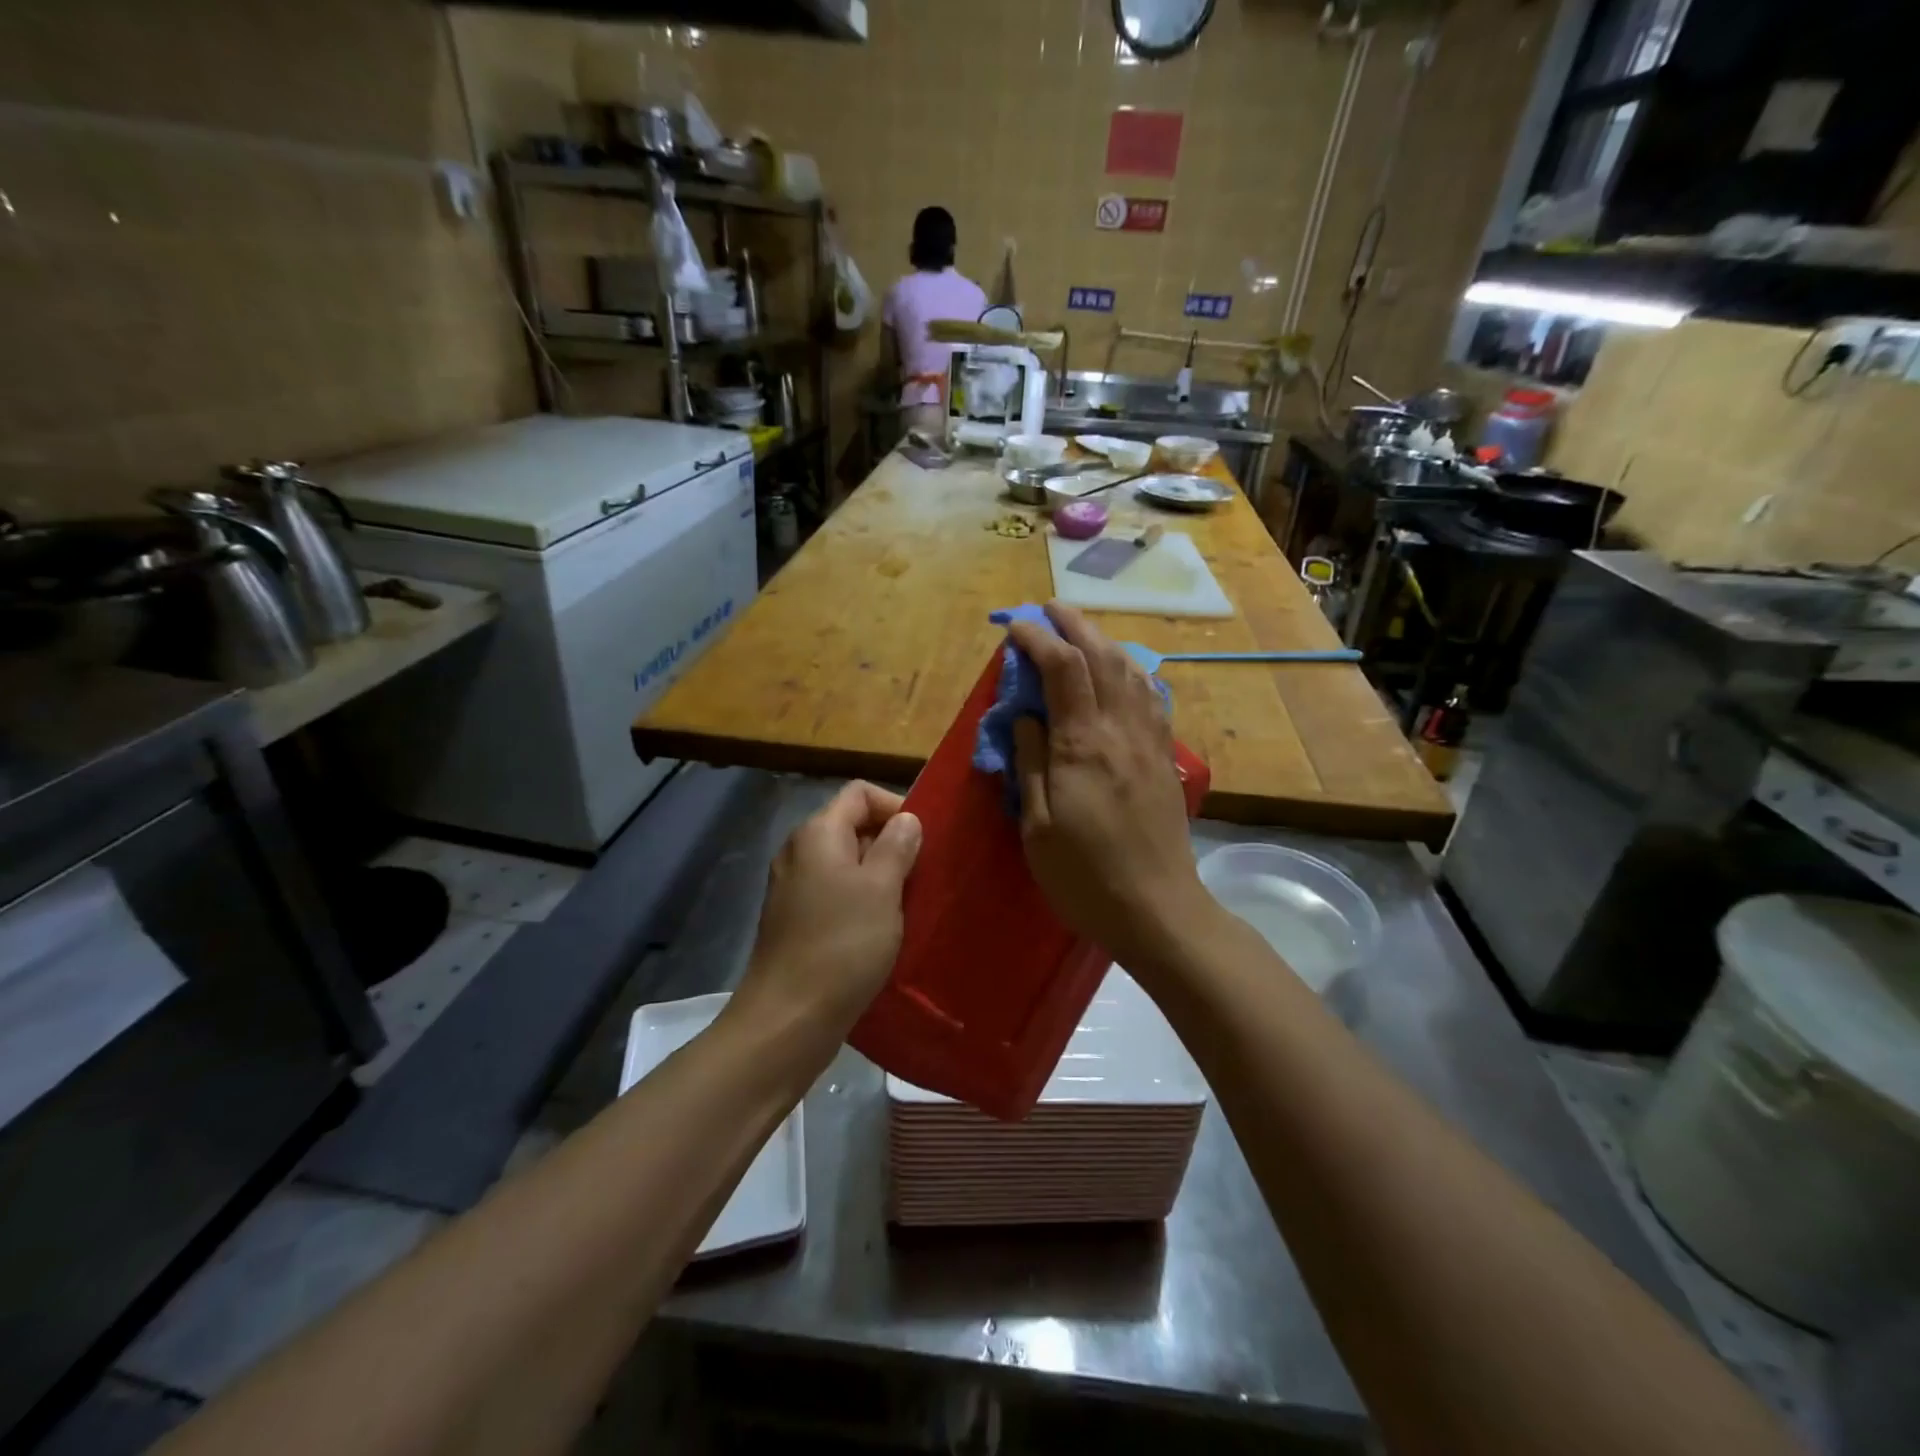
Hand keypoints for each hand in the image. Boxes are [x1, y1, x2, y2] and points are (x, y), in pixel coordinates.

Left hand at [732, 781, 921, 1042]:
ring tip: (907, 905)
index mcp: (818, 833)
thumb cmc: (842, 945)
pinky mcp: (794, 920)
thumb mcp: (882, 888)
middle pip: (852, 826)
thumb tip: (906, 819)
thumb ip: (897, 846)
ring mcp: (793, 887)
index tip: (923, 841)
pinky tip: (881, 931)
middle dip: (891, 844)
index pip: (860, 793)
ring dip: (880, 877)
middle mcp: (800, 851)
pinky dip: (861, 902)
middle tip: (921, 877)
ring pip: (847, 864)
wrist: (788, 1019)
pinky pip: (835, 894)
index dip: (895, 806)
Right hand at [1007, 603, 1209, 977]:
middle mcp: (1121, 730)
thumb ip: (1030, 764)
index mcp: (1083, 745)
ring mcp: (1150, 742)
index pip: (1062, 669)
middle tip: (1048, 609)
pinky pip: (1152, 699)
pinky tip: (1125, 673)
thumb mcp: (1038, 827)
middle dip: (1074, 624)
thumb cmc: (1085, 876)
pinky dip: (1133, 672)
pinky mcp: (1166, 758)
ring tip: (1082, 633)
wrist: (1158, 910)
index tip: (1012, 629)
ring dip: (1105, 641)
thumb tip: (1025, 717)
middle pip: (1103, 657)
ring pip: (1132, 671)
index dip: (1036, 640)